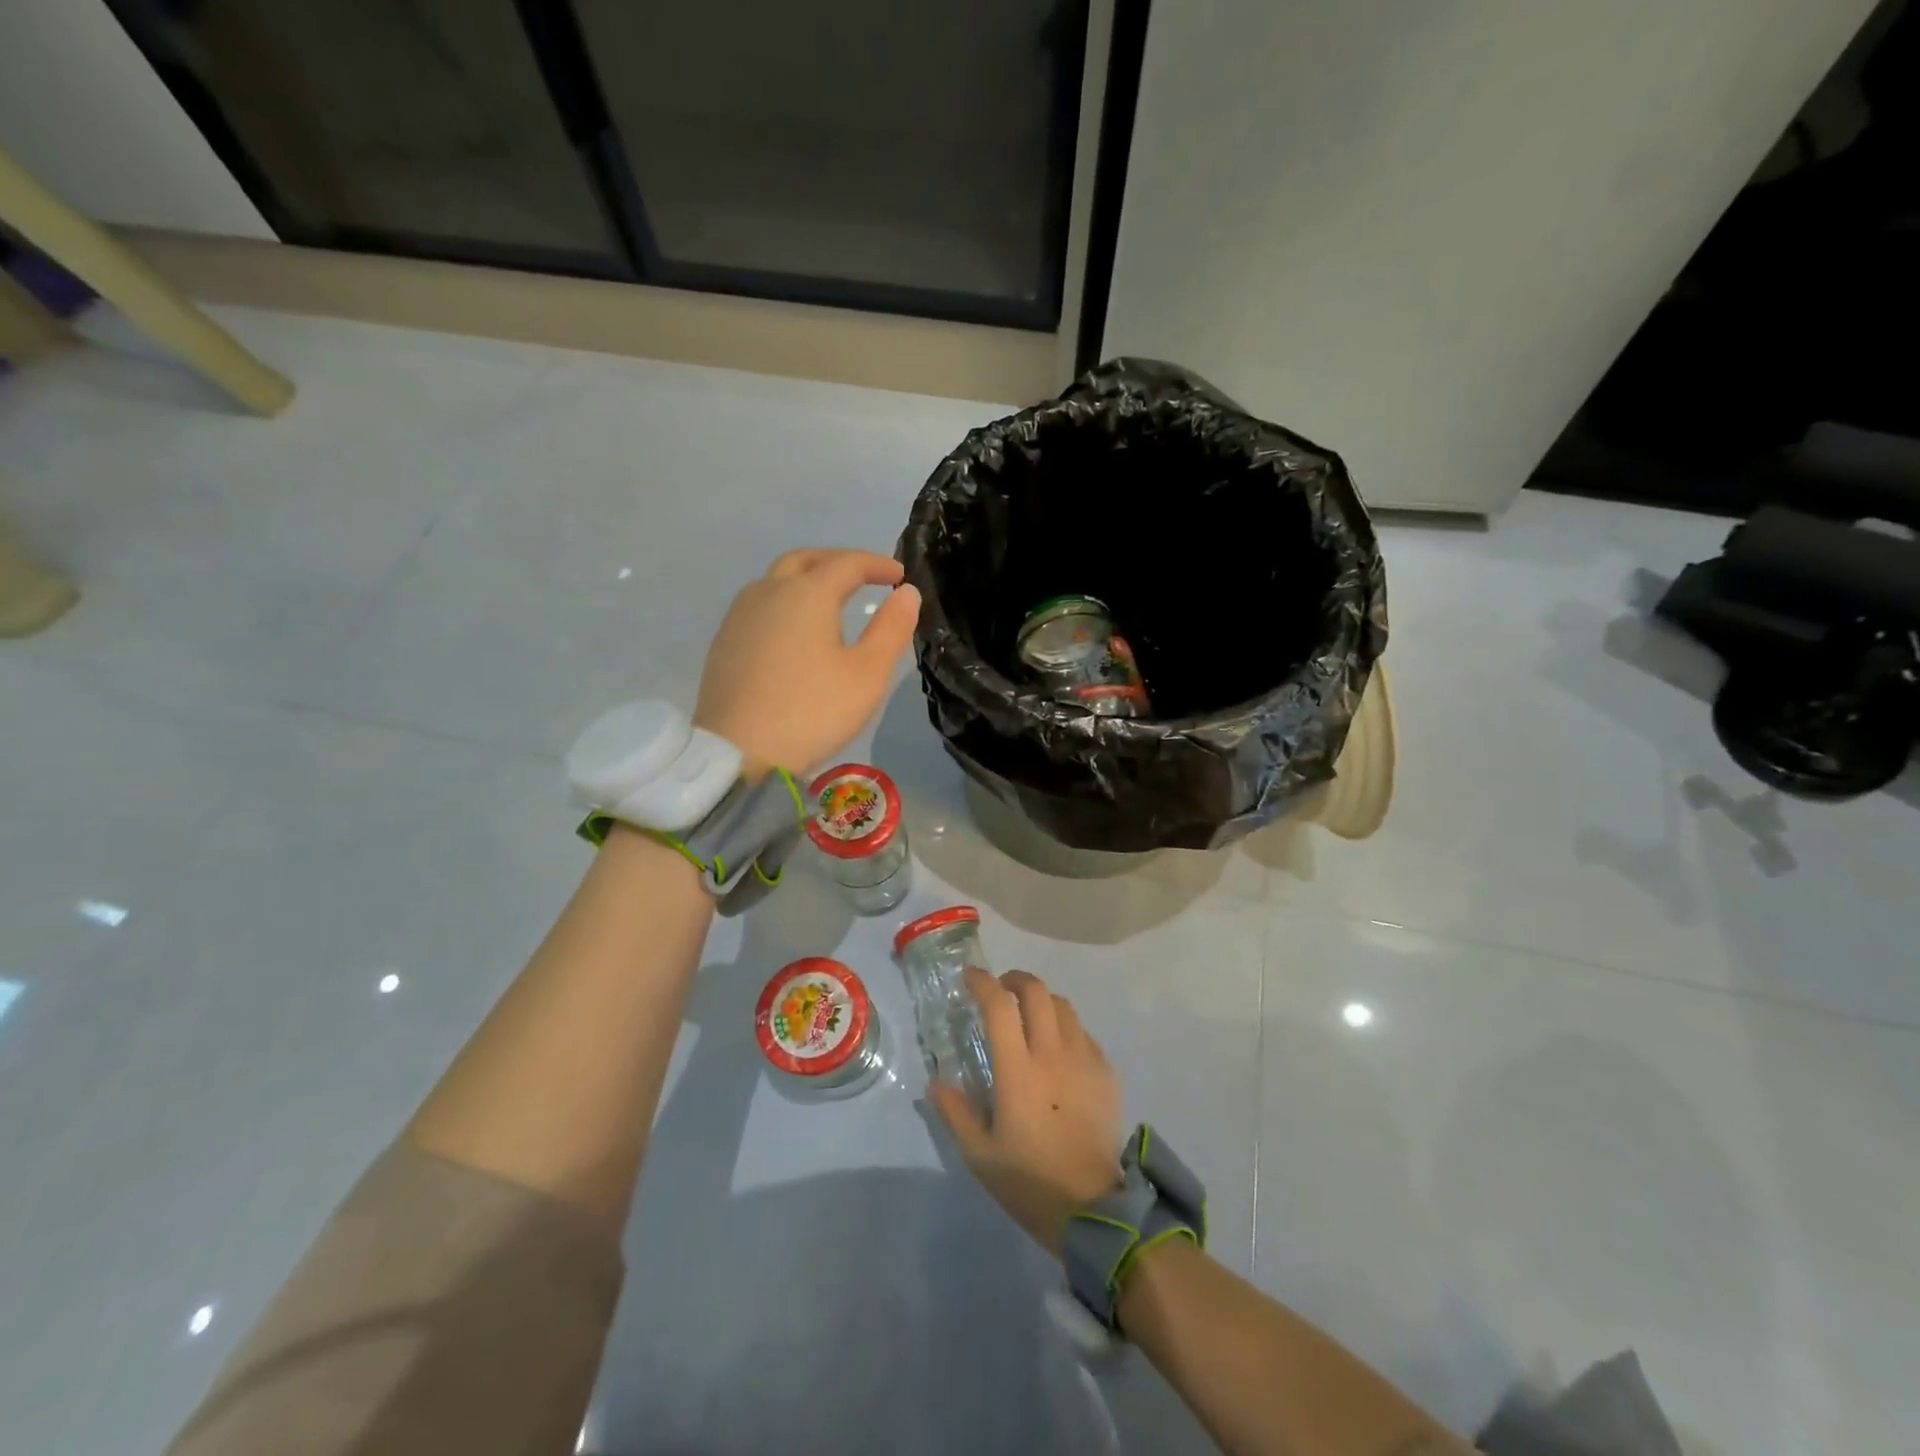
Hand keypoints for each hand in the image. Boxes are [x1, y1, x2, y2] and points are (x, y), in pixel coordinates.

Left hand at [694, 548, 920, 777]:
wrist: (738, 753)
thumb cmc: (812, 712)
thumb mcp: (867, 674)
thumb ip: (891, 629)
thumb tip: (907, 593)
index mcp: (807, 594)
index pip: (847, 563)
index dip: (877, 564)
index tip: (899, 575)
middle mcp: (768, 592)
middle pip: (805, 560)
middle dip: (838, 562)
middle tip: (864, 576)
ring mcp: (739, 616)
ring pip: (776, 579)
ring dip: (807, 578)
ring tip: (830, 600)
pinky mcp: (724, 641)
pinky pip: (759, 604)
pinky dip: (785, 602)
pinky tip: (793, 630)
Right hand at [930, 967, 1123, 1255]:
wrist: (1094, 1208)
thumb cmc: (1030, 1182)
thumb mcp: (980, 1155)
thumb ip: (956, 1112)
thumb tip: (936, 1083)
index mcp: (1018, 1070)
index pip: (999, 1005)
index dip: (982, 983)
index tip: (970, 977)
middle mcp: (1053, 1053)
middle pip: (1036, 991)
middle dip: (1015, 980)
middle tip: (1001, 990)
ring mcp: (1084, 1059)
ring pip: (1064, 1006)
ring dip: (1042, 1000)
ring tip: (1030, 1015)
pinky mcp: (1106, 1072)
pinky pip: (1084, 1032)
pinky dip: (1066, 1027)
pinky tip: (1058, 1049)